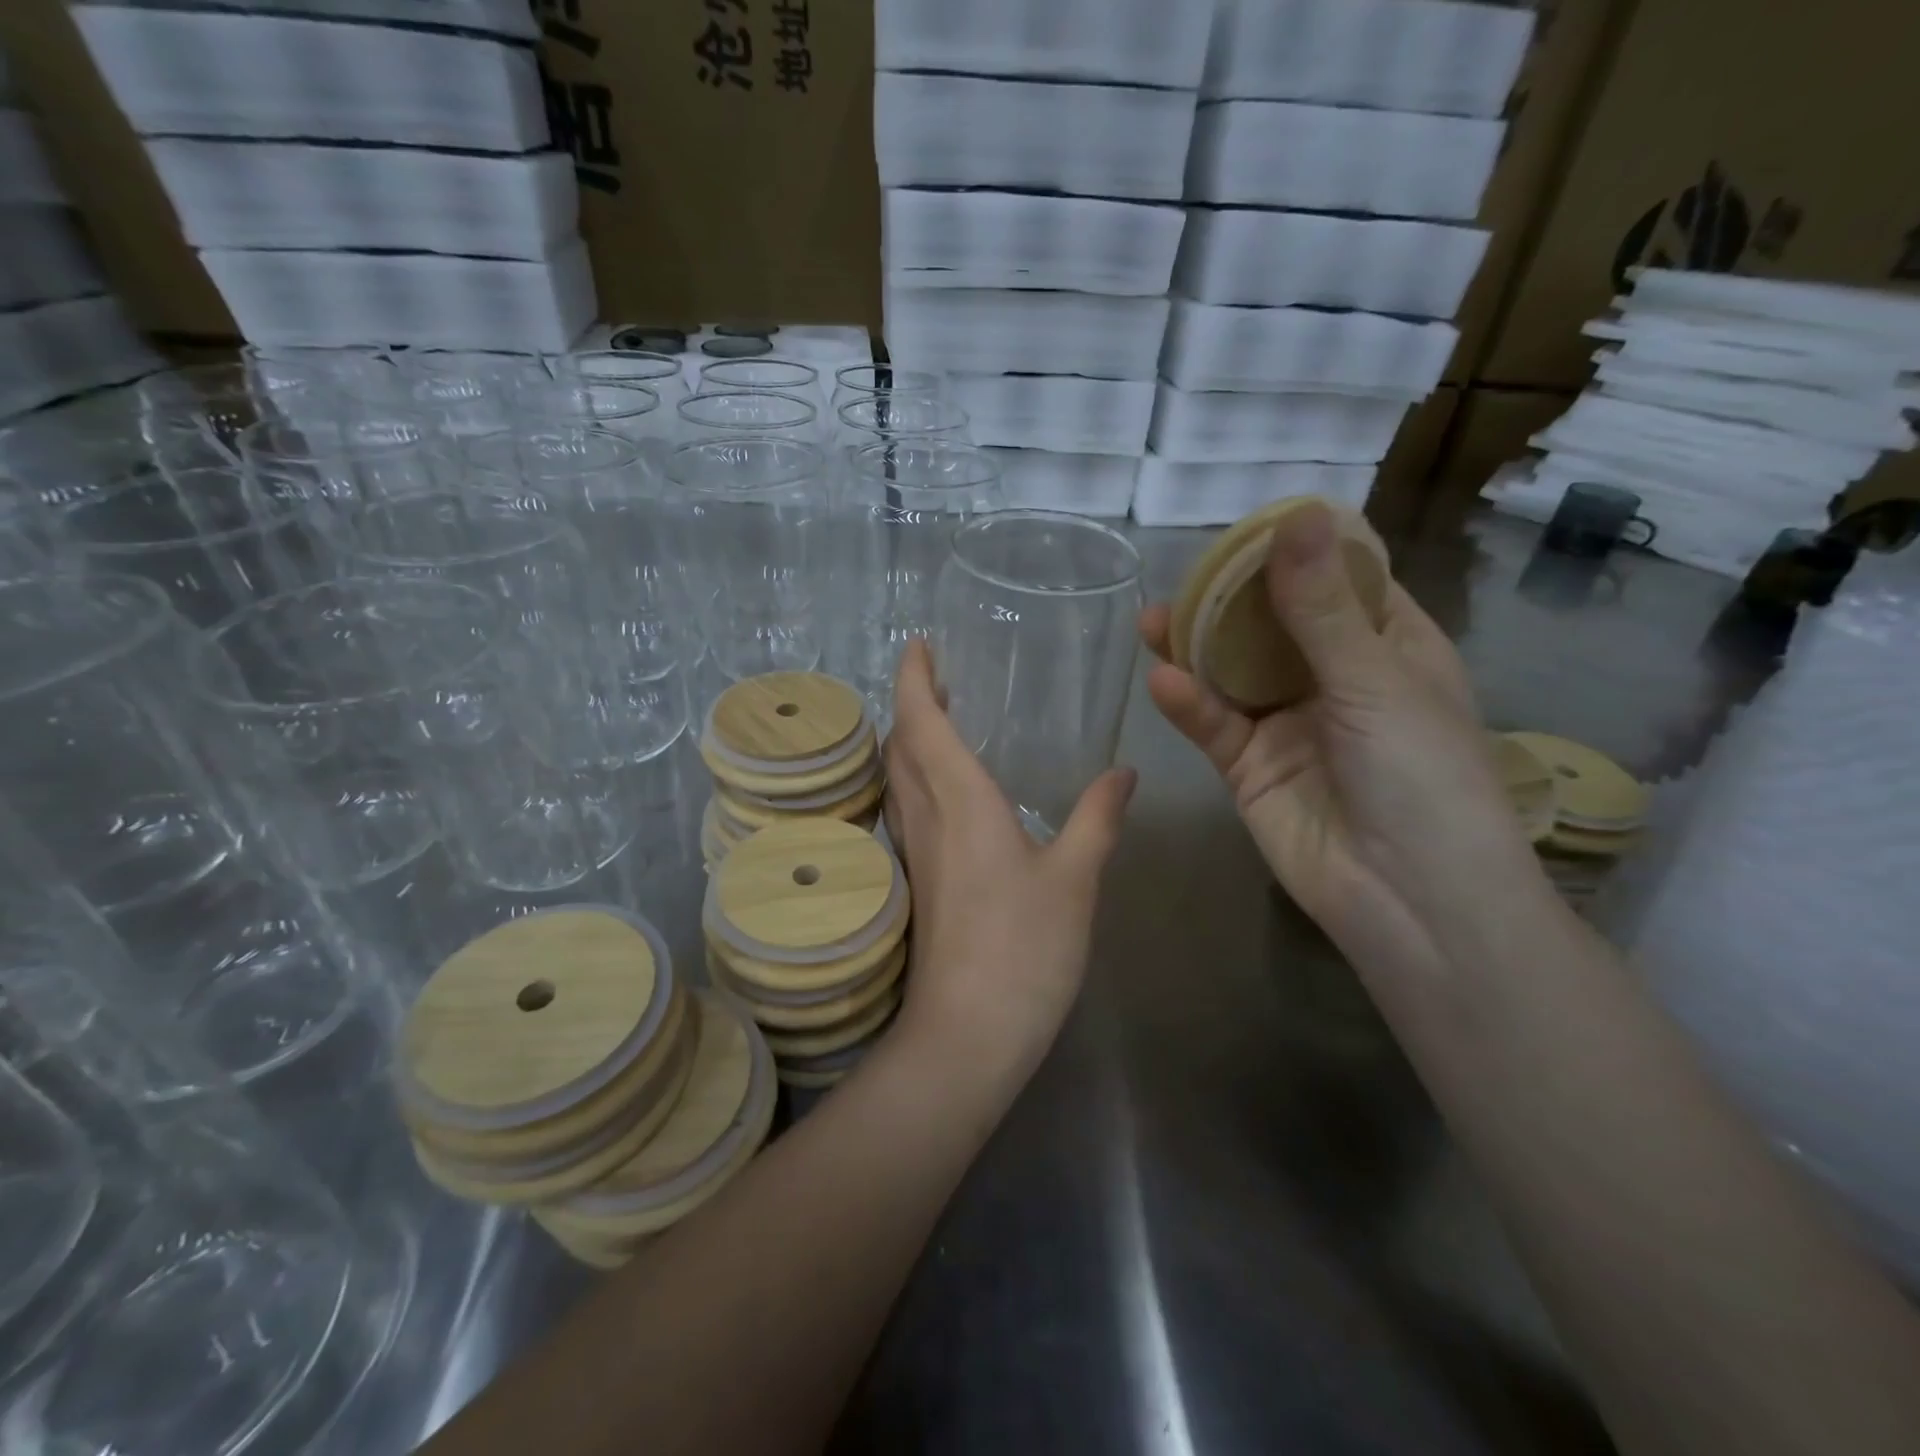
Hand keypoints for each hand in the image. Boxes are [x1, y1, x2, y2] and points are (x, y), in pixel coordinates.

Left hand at [881, 640, 1135, 1083]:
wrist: (968, 1033)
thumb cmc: (1024, 948)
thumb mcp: (1075, 878)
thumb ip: (1098, 818)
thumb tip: (1123, 772)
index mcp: (961, 801)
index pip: (923, 721)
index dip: (916, 678)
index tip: (919, 645)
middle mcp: (926, 816)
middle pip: (900, 744)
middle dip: (912, 703)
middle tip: (938, 678)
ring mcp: (915, 851)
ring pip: (897, 776)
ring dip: (909, 739)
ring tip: (939, 720)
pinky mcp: (917, 881)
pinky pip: (906, 807)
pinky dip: (914, 776)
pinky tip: (945, 791)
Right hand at [1139, 503, 1541, 979]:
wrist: (1410, 900)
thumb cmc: (1422, 777)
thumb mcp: (1374, 681)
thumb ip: (1321, 605)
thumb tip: (1297, 515)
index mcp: (1387, 648)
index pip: (1340, 582)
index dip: (1298, 552)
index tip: (1249, 525)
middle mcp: (1335, 679)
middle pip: (1273, 625)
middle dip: (1229, 601)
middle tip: (1184, 574)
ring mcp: (1287, 724)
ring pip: (1232, 673)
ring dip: (1195, 648)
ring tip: (1151, 621)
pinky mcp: (1248, 766)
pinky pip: (1214, 725)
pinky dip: (1190, 705)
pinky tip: (1163, 683)